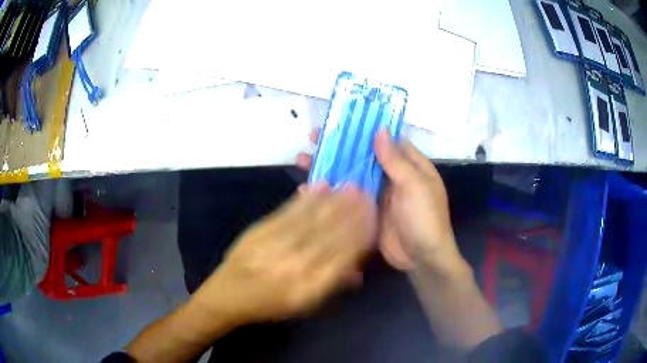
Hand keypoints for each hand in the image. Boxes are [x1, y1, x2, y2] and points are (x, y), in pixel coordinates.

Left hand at [192, 183, 376, 323]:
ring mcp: (277, 245)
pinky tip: (320, 186)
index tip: (372, 218)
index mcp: (310, 287)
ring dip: (333, 201)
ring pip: (312, 220)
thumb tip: (358, 269)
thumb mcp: (305, 304)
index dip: (359, 235)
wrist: (230, 293)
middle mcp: (296, 265)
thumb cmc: (271, 303)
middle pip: (329, 235)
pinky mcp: (261, 230)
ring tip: (350, 186)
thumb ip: (332, 285)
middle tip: (366, 193)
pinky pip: (288, 212)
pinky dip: (306, 198)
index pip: (342, 257)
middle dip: (350, 212)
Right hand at [298, 129, 464, 271]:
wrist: (422, 259)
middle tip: (313, 138)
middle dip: (339, 147)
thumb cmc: (424, 218)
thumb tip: (380, 129)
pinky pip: (347, 197)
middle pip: (363, 156)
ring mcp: (377, 194)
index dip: (364, 129)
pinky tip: (309, 190)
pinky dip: (330, 192)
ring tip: (302, 160)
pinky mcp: (366, 212)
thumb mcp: (414, 186)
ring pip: (351, 175)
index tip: (340, 121)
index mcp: (408, 165)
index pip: (384, 139)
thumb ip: (395, 160)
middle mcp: (392, 176)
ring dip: (330, 167)